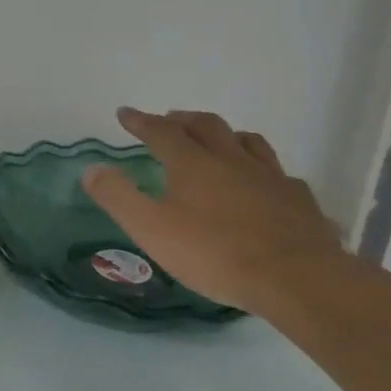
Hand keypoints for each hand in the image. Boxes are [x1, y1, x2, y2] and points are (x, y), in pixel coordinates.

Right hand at [82, 107, 344, 312]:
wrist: (295, 277)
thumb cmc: (215, 253)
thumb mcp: (151, 229)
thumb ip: (119, 197)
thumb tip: (91, 168)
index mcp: (193, 163)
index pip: (161, 132)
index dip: (141, 121)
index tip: (125, 113)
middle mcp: (231, 159)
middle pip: (206, 126)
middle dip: (183, 119)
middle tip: (170, 119)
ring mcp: (269, 176)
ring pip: (247, 142)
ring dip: (226, 135)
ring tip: (218, 139)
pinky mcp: (298, 199)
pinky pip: (278, 172)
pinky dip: (262, 168)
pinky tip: (264, 181)